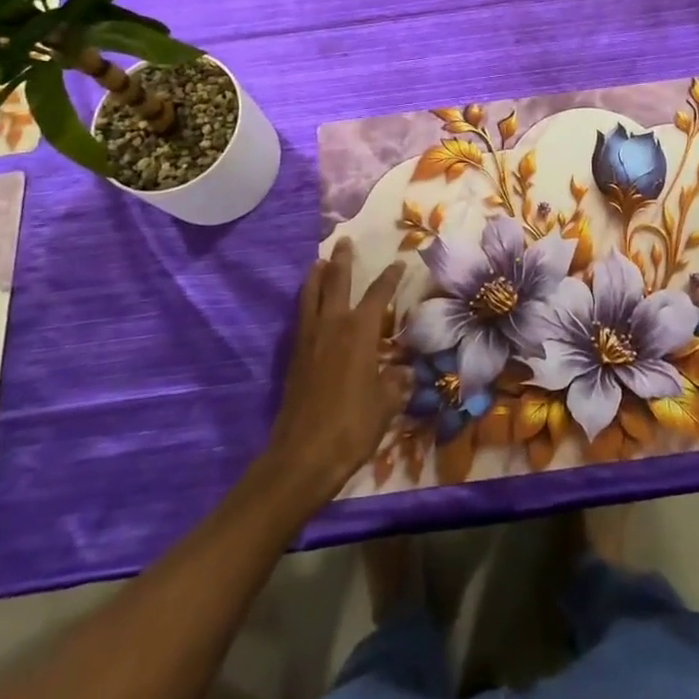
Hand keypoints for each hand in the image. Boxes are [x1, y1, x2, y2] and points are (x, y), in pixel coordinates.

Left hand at [266, 240, 411, 503]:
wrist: (302, 456)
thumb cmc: (351, 427)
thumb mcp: (385, 405)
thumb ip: (395, 384)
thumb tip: (404, 372)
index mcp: (360, 332)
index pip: (378, 295)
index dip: (389, 277)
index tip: (398, 262)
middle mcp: (333, 326)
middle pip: (337, 282)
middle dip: (343, 261)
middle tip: (344, 241)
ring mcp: (310, 339)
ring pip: (312, 295)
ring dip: (317, 275)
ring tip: (320, 261)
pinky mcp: (295, 356)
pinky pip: (302, 316)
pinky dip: (307, 300)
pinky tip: (309, 303)